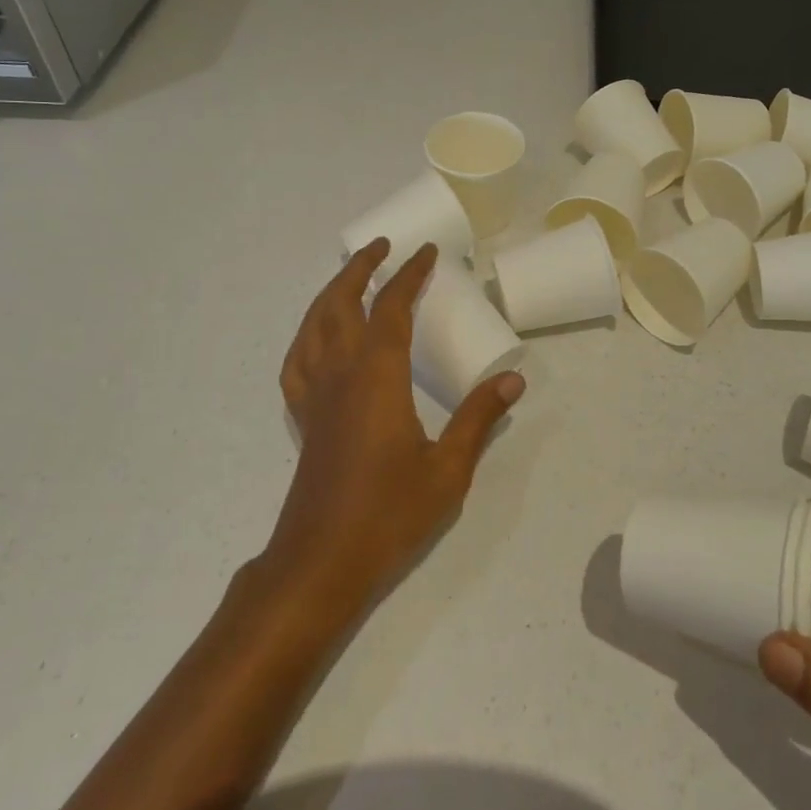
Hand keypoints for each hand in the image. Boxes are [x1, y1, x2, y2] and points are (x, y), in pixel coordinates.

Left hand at [266, 239, 524, 611]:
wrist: (321, 562)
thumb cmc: (389, 513)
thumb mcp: (448, 468)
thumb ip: (479, 418)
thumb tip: (513, 379)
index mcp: (377, 376)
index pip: (391, 307)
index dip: (409, 275)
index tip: (426, 253)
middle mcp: (340, 373)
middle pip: (341, 303)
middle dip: (360, 269)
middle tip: (381, 247)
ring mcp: (315, 395)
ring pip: (313, 325)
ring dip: (330, 293)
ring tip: (349, 278)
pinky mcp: (303, 418)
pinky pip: (297, 362)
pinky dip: (307, 335)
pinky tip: (318, 339)